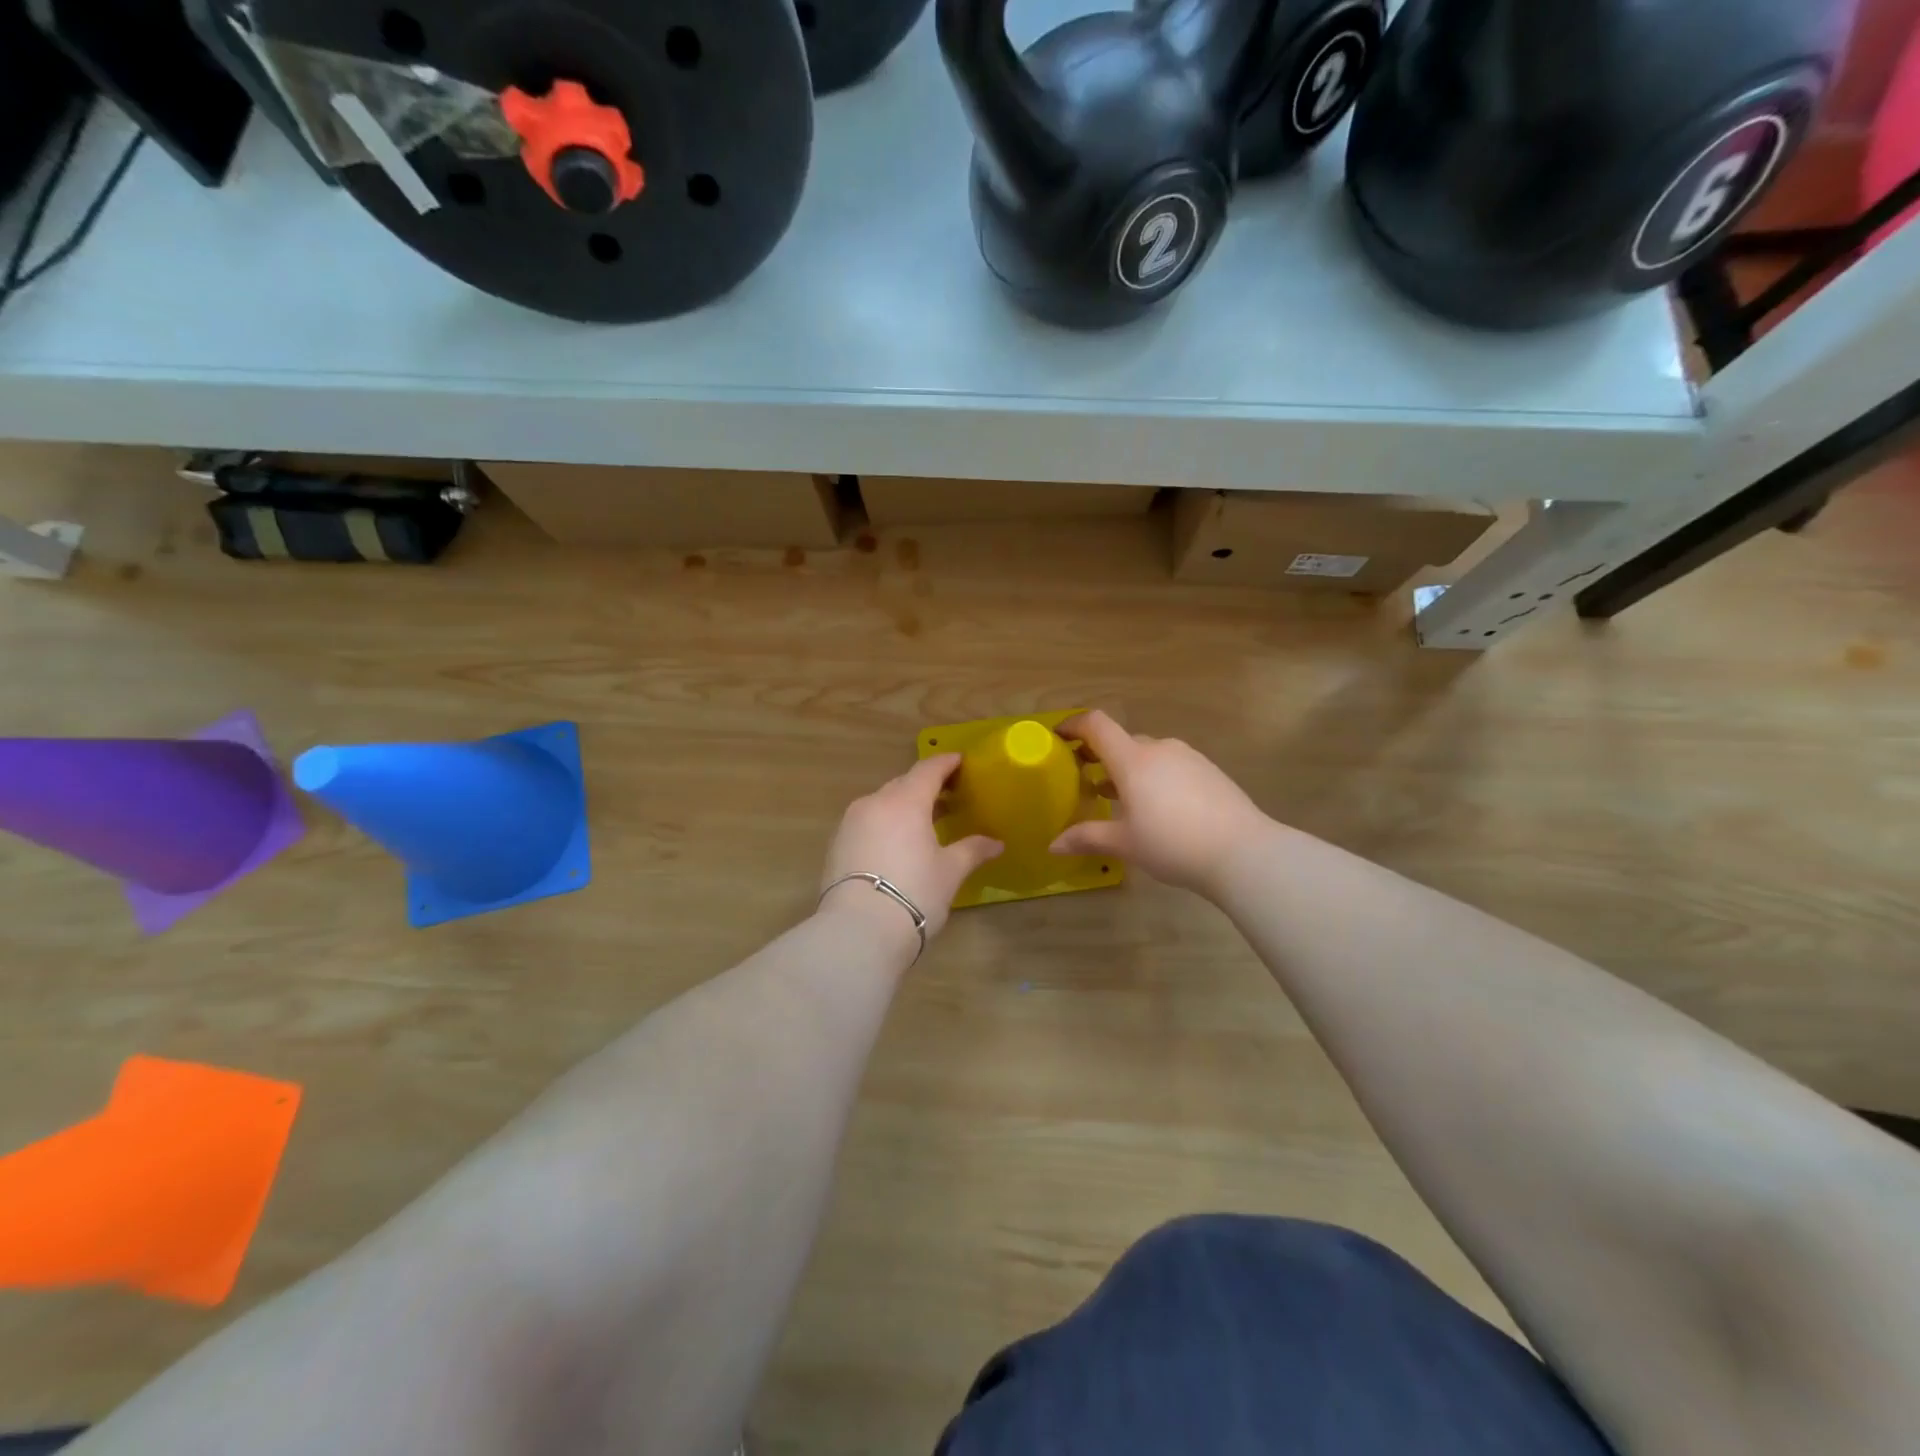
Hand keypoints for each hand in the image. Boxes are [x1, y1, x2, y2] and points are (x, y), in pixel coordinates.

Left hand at [819, 755, 1002, 954]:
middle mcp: (875, 803)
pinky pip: (867, 822)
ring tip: (923, 822)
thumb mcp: (950, 872)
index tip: (960, 761)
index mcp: (905, 801)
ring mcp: (850, 822)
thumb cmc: (913, 893)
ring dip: (903, 805)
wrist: (858, 931)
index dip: (946, 763)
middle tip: (948, 795)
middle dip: (925, 786)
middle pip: (903, 784)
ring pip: (882, 803)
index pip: (928, 770)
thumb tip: (996, 843)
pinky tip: (897, 843)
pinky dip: (885, 823)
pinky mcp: (836, 844)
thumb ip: (972, 850)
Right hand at [1049, 711, 1274, 896]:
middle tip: (1088, 781)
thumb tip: (1053, 845)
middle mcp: (1160, 750)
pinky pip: (1172, 766)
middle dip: (1102, 757)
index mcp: (1133, 761)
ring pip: (1149, 755)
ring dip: (1131, 770)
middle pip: (1123, 742)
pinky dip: (1156, 778)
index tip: (1059, 736)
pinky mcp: (1210, 771)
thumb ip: (1087, 838)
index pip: (1097, 726)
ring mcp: (1189, 758)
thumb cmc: (1173, 844)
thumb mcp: (1125, 844)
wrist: (1243, 852)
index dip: (1074, 725)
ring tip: (1124, 800)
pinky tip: (1161, 809)